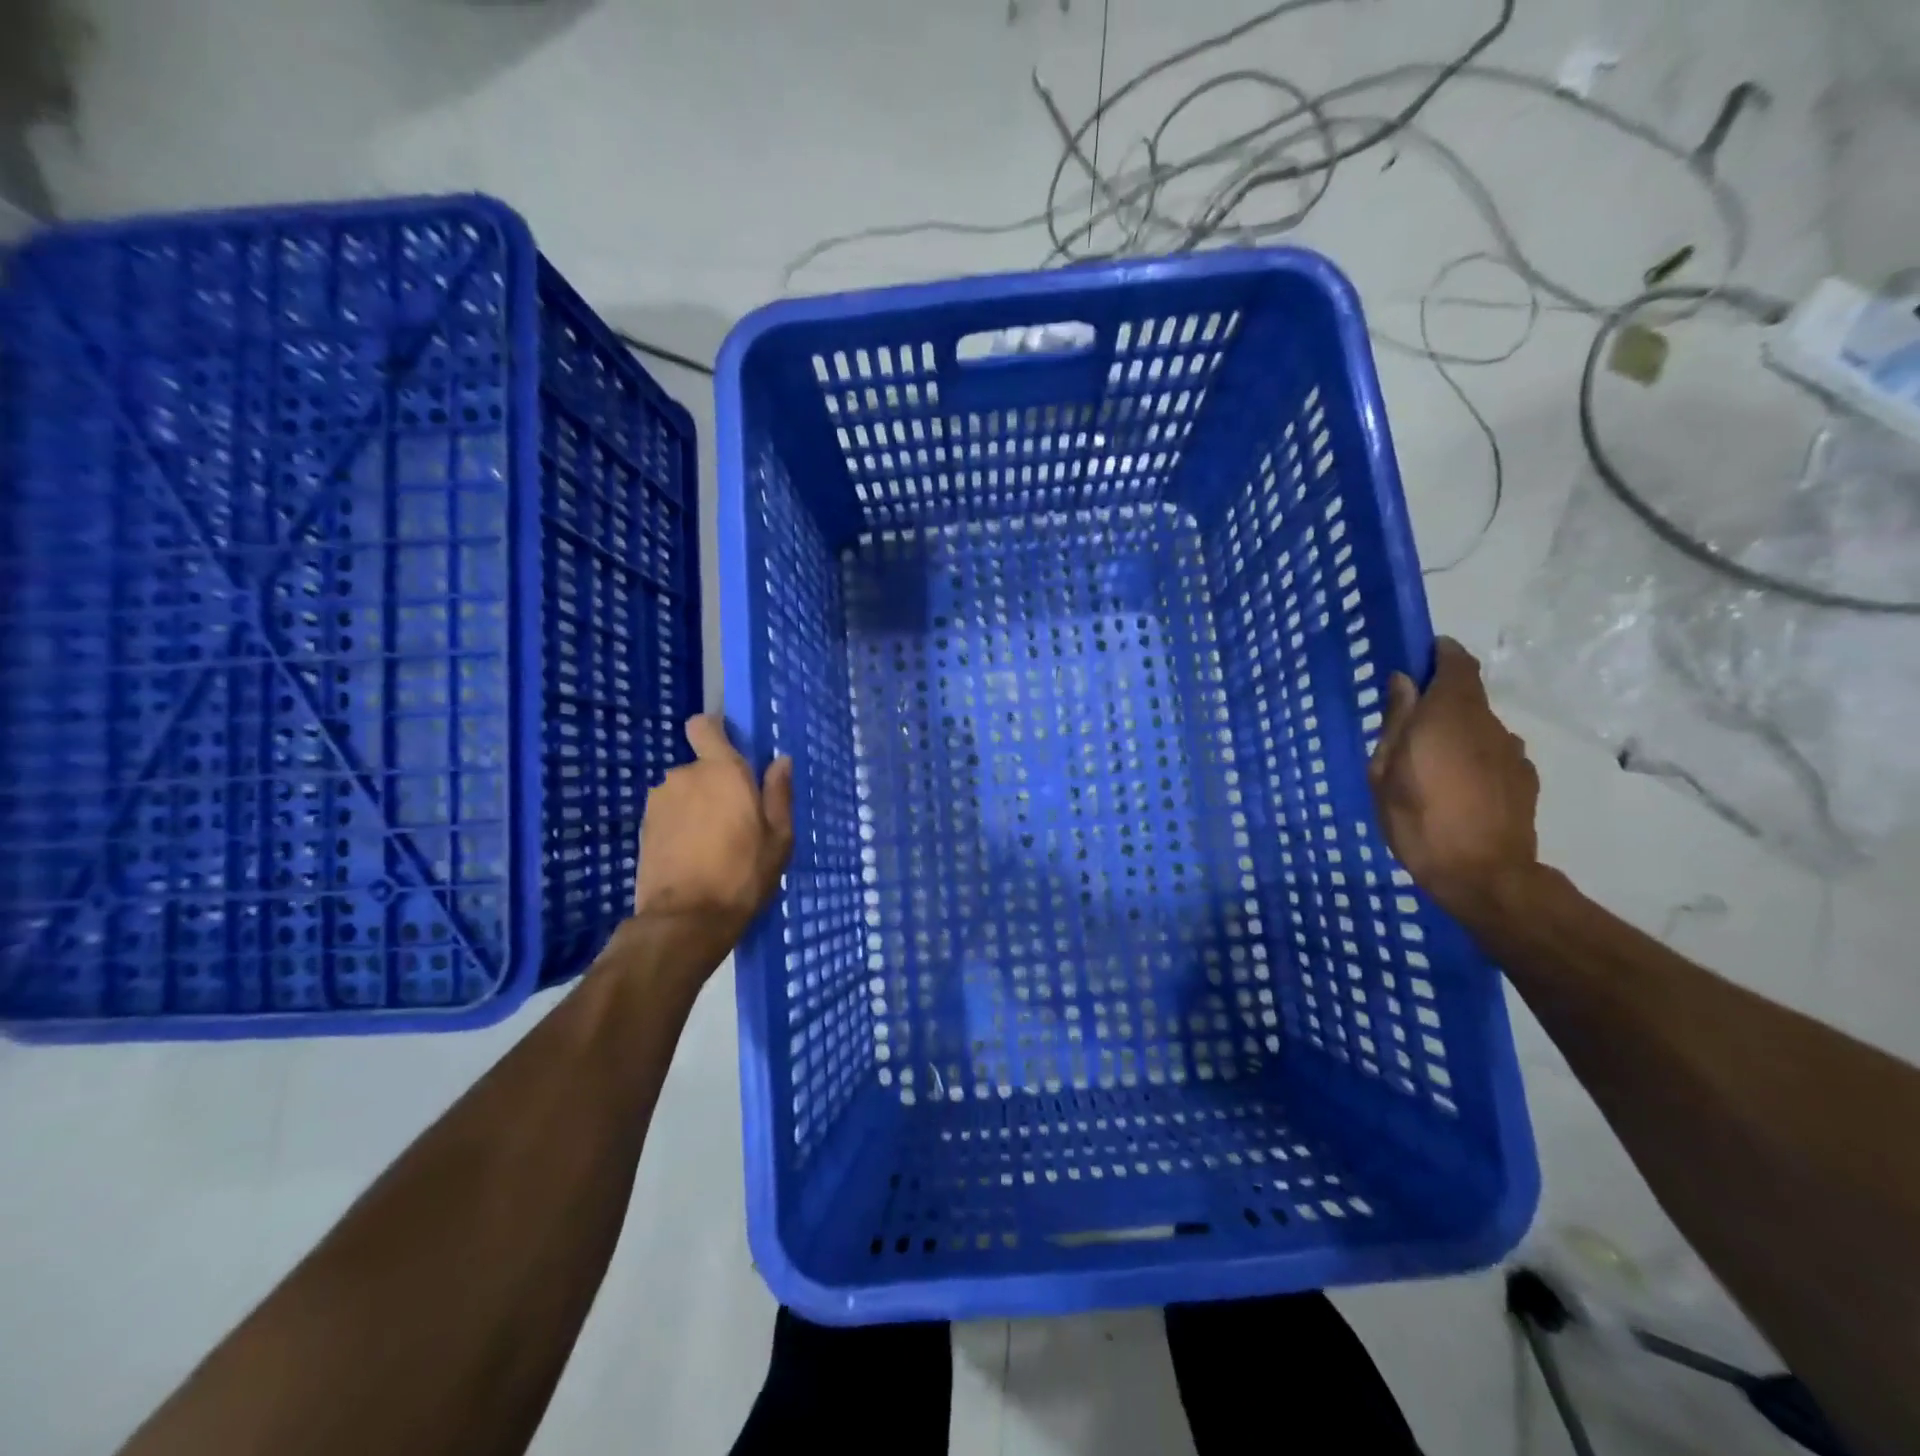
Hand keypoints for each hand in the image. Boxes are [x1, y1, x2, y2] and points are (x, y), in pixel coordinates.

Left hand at [632, 716, 793, 946]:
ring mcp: (659, 801)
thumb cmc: (743, 873)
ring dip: (697, 807)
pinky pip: (669, 813)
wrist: (686, 919)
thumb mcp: (779, 837)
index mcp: (722, 770)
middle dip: (716, 784)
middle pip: (701, 767)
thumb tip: (781, 761)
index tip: (731, 751)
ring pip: (684, 792)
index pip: (704, 726)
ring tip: (712, 844)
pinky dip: (680, 826)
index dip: (715, 732)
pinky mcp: (644, 826)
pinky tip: (692, 855)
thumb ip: (778, 794)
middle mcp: (685, 776)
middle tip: (736, 820)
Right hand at [1367, 638, 1540, 921]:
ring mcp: (1512, 751)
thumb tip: (1404, 681)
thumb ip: (1396, 721)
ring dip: (1455, 734)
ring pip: (1478, 727)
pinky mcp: (1525, 778)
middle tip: (1407, 729)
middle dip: (1438, 702)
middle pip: (1466, 695)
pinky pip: (1493, 754)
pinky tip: (1456, 790)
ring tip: (1429, 768)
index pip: (1455, 661)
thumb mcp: (1384, 771)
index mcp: (1449, 714)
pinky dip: (1473, 759)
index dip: (1439, 654)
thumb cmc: (1417, 820)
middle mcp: (1487, 723)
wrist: (1483, 876)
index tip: (1417, 660)